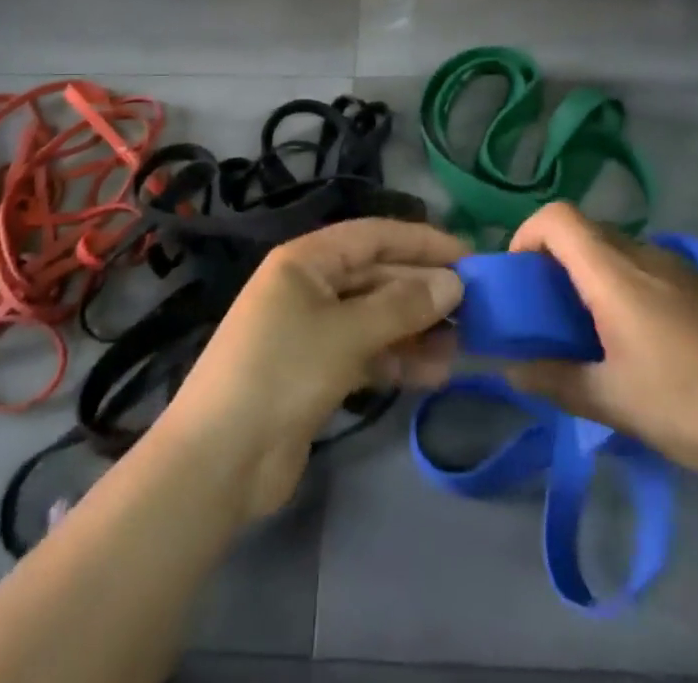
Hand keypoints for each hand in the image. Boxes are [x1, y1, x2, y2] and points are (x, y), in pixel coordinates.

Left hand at [161, 218, 467, 521]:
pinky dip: (399, 360)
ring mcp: (314, 331)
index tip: (468, 256)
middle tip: (476, 307)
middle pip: (378, 276)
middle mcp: (311, 286)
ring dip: (417, 329)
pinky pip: (368, 353)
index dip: (421, 242)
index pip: (374, 236)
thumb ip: (401, 306)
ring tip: (463, 345)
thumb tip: (453, 284)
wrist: (220, 461)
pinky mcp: (319, 372)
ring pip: (377, 317)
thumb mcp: (345, 333)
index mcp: (306, 260)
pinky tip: (436, 373)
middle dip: (423, 289)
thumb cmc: (281, 373)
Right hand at [506, 203, 697, 492]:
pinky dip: (620, 286)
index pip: (556, 217)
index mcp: (614, 272)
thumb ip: (555, 380)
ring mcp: (677, 268)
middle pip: (583, 230)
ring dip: (588, 275)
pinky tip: (637, 342)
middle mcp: (643, 254)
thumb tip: (509, 369)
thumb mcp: (615, 402)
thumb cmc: (693, 404)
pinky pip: (643, 268)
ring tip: (589, 332)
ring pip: (614, 249)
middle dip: (553, 261)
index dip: (526, 235)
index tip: (519, 280)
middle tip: (546, 313)